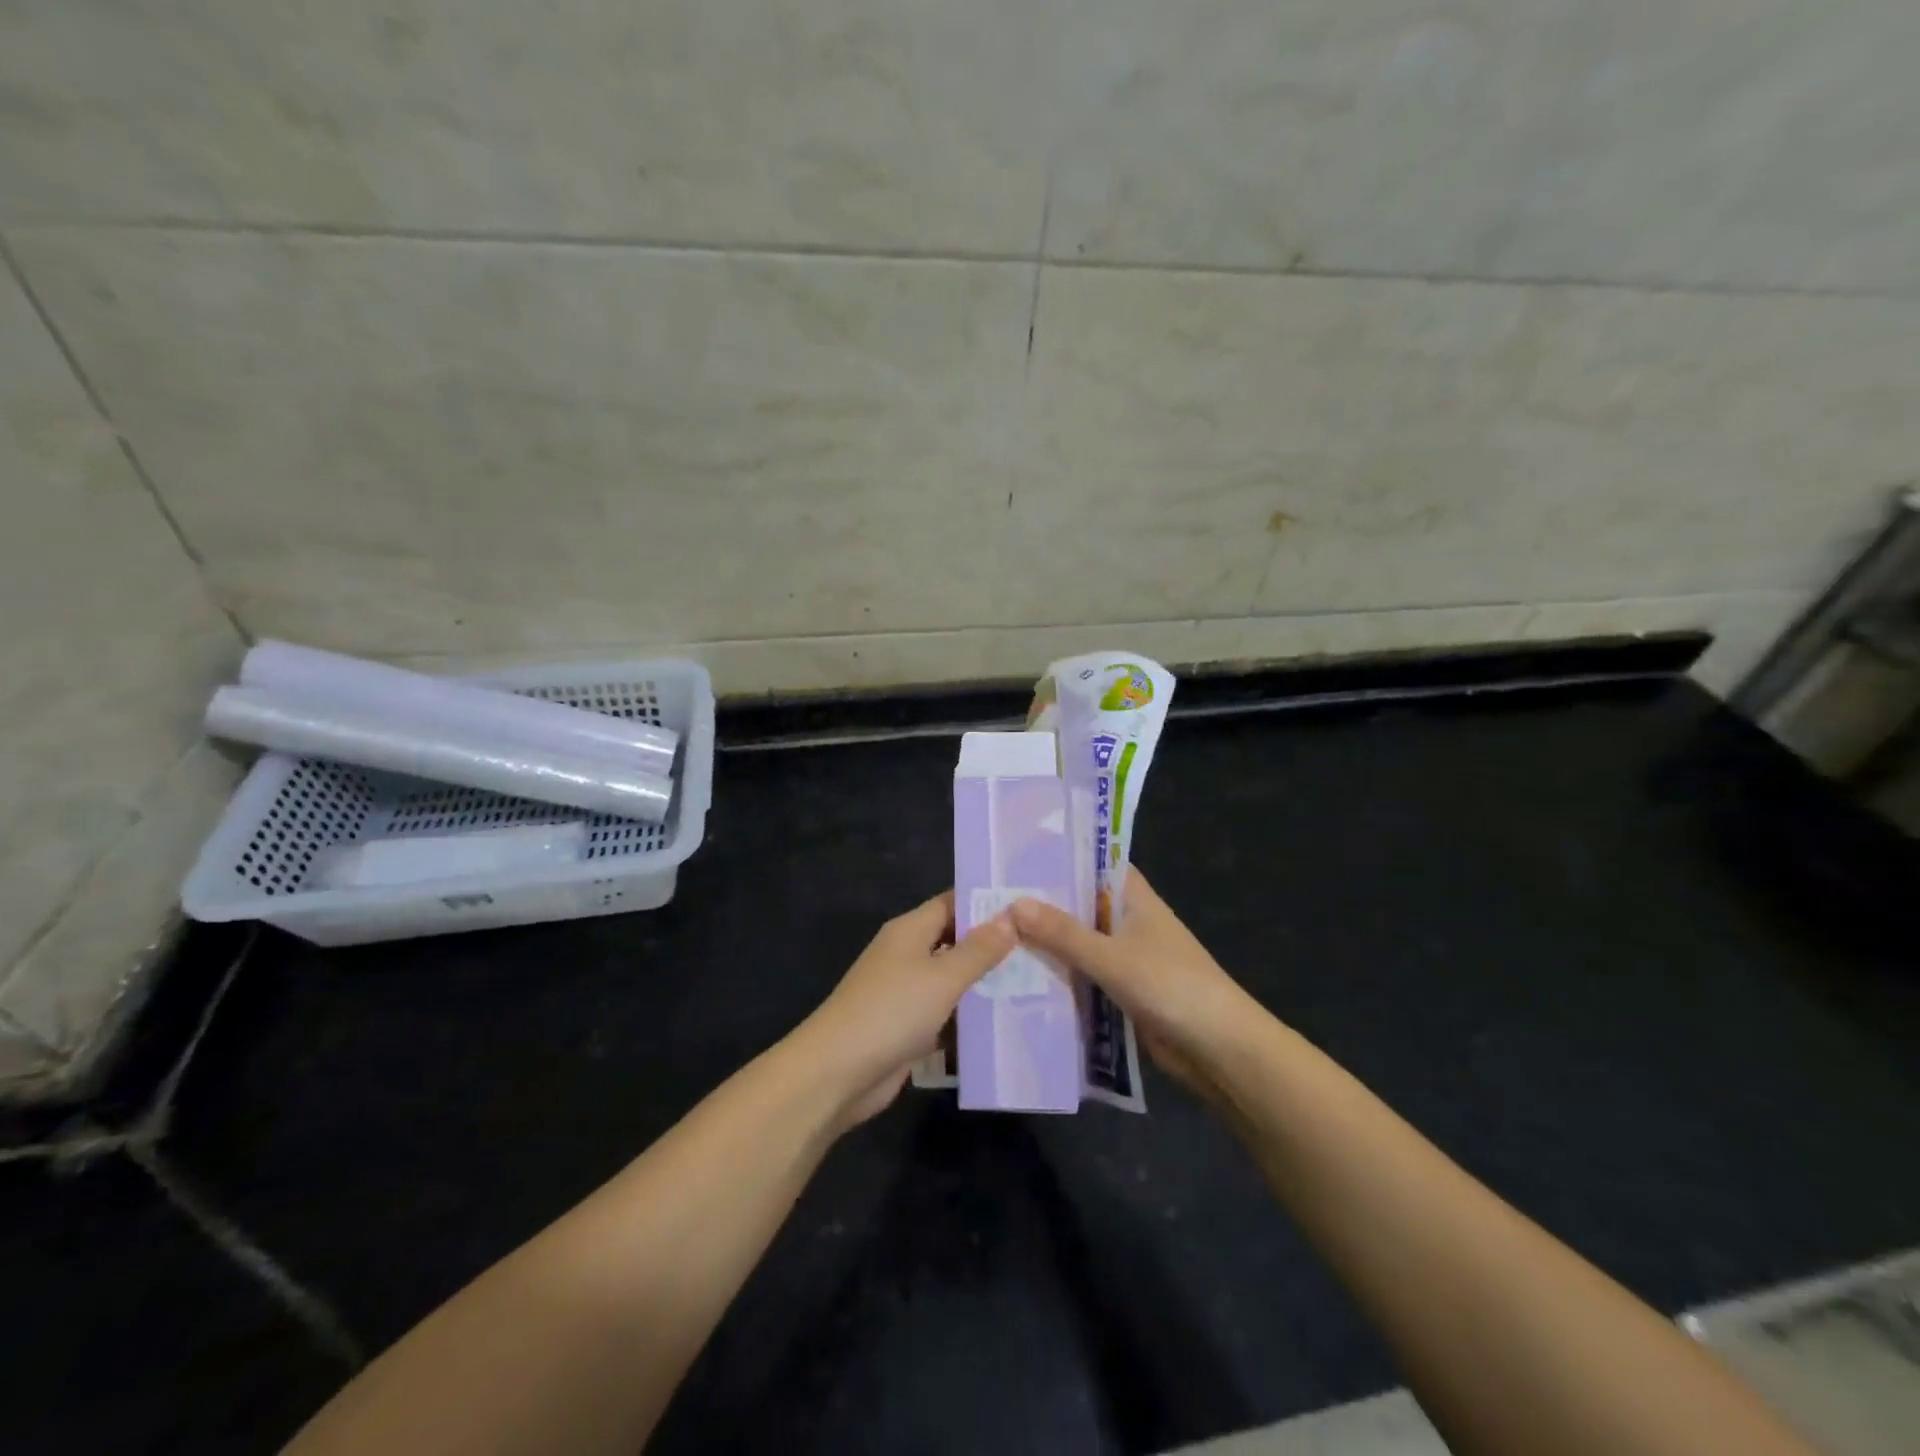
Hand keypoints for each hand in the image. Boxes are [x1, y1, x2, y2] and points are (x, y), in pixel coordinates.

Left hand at [797, 892, 1015, 1128]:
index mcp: (910, 931)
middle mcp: (907, 955)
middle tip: (1041, 948)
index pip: (952, 904)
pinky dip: (969, 1017)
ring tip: (1036, 983)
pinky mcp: (908, 1028)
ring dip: (985, 984)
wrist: (837, 1073)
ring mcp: (906, 993)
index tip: (1028, 907)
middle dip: (993, 946)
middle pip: (955, 941)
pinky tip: (1006, 1021)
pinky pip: (946, 1013)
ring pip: (953, 980)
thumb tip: (1011, 916)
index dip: (986, 903)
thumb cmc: (891, 1011)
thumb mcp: (942, 977)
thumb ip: (979, 950)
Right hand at [1010, 870, 1259, 1099]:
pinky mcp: (1124, 990)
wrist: (1218, 1049)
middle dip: (1044, 904)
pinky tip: (1022, 977)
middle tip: (991, 898)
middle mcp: (1130, 921)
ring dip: (1049, 943)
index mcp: (1135, 898)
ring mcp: (1128, 957)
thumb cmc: (1170, 986)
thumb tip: (1013, 904)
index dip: (1061, 857)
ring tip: (994, 935)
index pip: (1095, 863)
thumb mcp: (1111, 956)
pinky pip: (1085, 975)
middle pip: (1081, 904)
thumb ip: (1062, 933)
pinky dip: (1061, 975)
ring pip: (1081, 942)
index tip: (1018, 855)